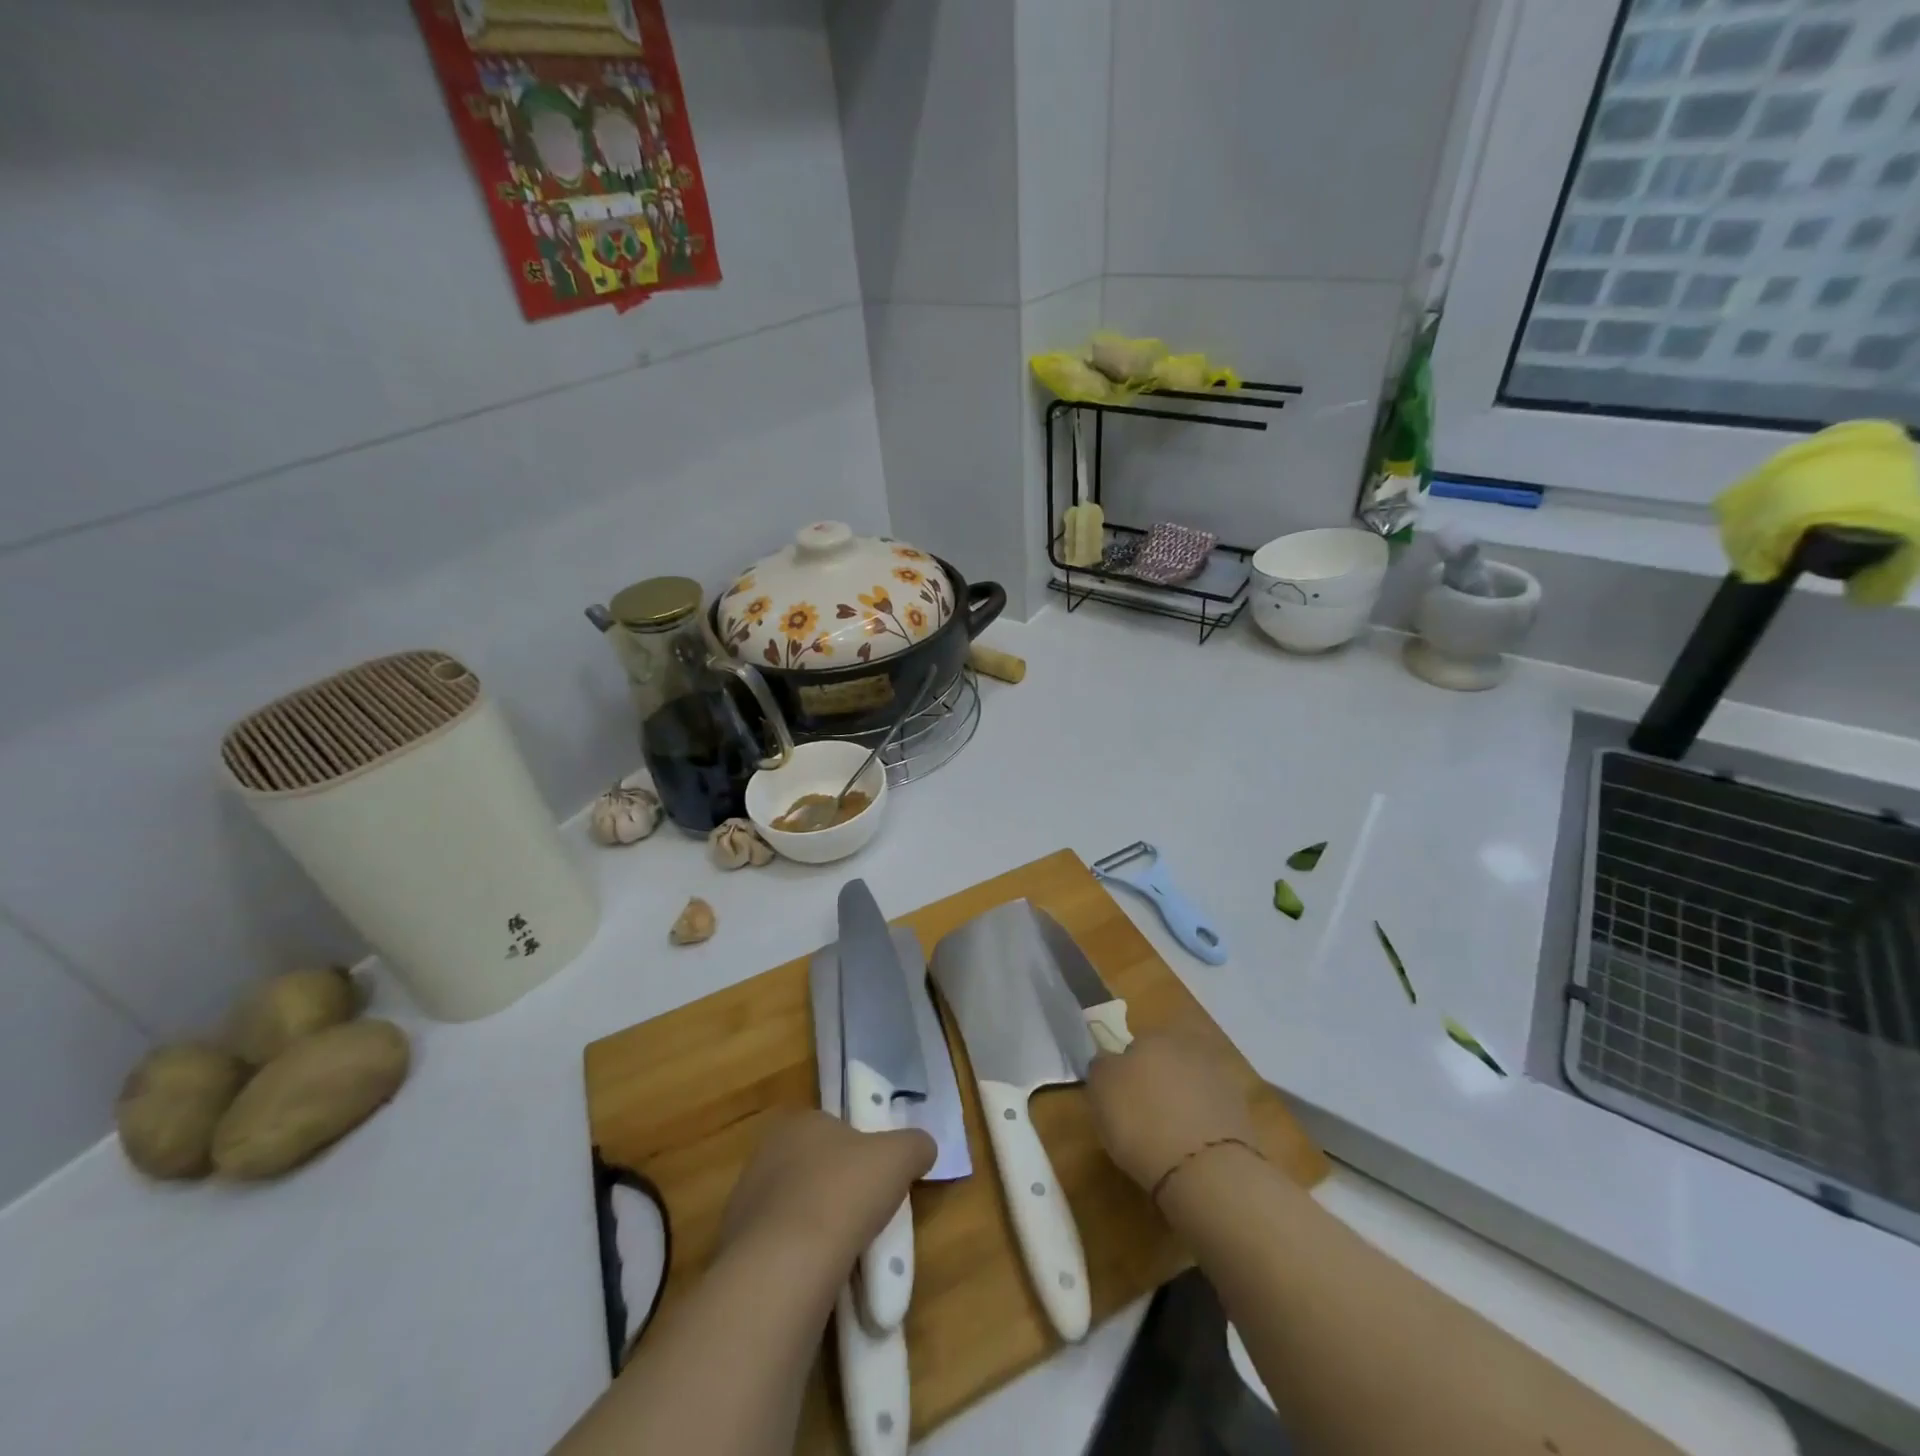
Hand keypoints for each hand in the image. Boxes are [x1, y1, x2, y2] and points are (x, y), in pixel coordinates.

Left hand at [719, 1110, 934, 1268]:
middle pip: (812, 1170)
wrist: (785, 1265)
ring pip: (794, 1212)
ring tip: (845, 1256)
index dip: (859, 1152)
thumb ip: (915, 1145)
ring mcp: (744, 1204)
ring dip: (816, 1229)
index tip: (877, 1179)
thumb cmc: (844, 1192)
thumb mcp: (899, 1157)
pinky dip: (797, 1262)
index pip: (832, 1129)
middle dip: (836, 1191)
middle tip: (866, 1218)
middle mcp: (765, 1154)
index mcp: (798, 1122)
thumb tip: (923, 1148)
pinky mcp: (735, 1252)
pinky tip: (818, 1280)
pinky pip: (777, 1251)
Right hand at [1086, 1029, 1255, 1193]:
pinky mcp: (1241, 1112)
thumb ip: (1102, 1067)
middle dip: (1157, 1082)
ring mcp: (1220, 1078)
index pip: (1134, 1046)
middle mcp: (1189, 1047)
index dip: (1126, 1072)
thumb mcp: (1100, 1091)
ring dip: (1181, 1102)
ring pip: (1190, 1085)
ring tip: (1168, 1139)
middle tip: (1143, 1116)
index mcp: (1153, 1036)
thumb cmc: (1141, 1122)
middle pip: (1166, 1062)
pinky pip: (1211, 1112)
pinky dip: (1202, 1125)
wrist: (1205, 1171)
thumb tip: (1109, 1061)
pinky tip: (1192, 1150)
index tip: (1120, 1099)